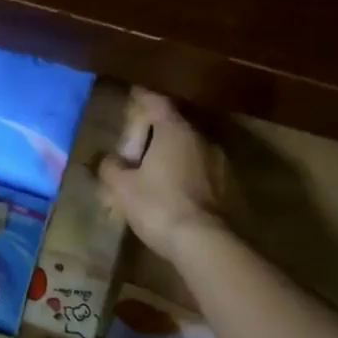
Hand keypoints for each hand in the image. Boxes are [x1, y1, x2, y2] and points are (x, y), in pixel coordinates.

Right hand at [97, 88, 231, 262]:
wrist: (206, 243)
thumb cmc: (159, 206)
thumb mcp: (122, 188)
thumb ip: (111, 168)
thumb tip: (107, 159)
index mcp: (175, 131)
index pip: (157, 103)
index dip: (143, 97)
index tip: (134, 94)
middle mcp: (202, 139)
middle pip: (177, 126)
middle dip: (158, 132)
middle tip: (139, 142)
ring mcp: (221, 163)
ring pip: (192, 150)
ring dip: (175, 155)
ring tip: (156, 170)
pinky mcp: (230, 187)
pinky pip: (202, 172)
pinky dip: (188, 175)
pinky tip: (175, 191)